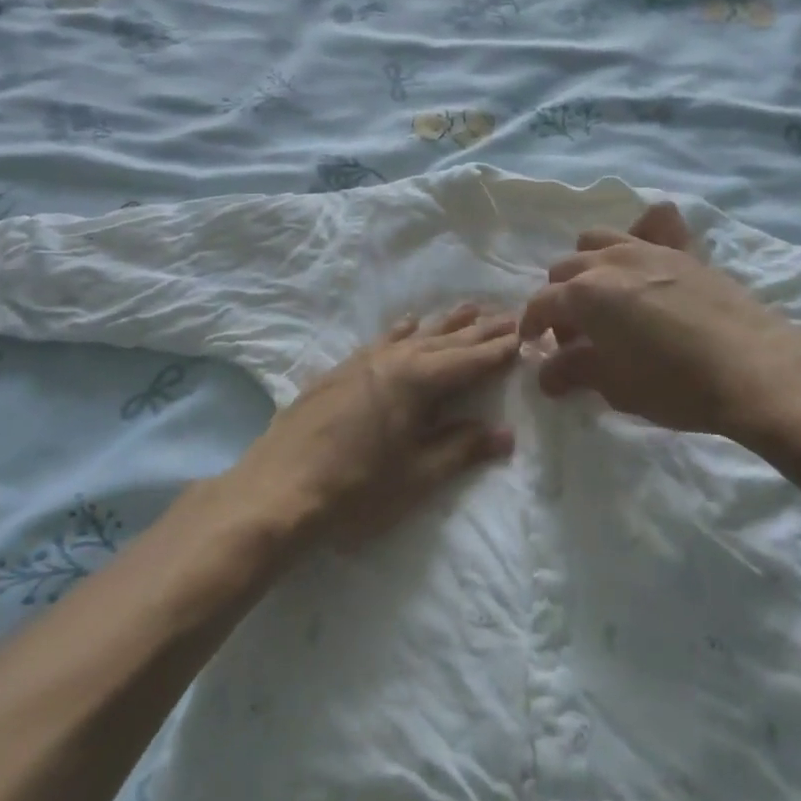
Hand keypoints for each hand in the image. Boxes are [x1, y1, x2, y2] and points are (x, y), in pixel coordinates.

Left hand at [235, 304, 519, 548]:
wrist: (275, 491)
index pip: (470, 360)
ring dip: (444, 324)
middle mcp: (392, 360)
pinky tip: (407, 324)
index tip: (524, 335)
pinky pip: (381, 341)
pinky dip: (401, 331)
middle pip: (445, 341)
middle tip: (508, 315)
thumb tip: (506, 434)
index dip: (499, 350)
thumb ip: (462, 449)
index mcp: (417, 380)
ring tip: (469, 308)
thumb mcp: (417, 475)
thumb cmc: (356, 489)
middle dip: (479, 331)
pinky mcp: (338, 372)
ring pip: (413, 335)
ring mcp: (361, 362)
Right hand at [519, 203, 800, 441]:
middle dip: (562, 299)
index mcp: (585, 294)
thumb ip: (574, 372)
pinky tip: (647, 259)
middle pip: (566, 269)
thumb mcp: (615, 387)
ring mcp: (649, 250)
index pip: (541, 304)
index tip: (535, 347)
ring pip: (600, 240)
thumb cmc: (675, 385)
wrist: (754, 369)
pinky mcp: (685, 252)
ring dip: (591, 265)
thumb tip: (547, 373)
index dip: (532, 326)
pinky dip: (642, 232)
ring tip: (606, 297)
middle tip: (577, 336)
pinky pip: (654, 225)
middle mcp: (610, 261)